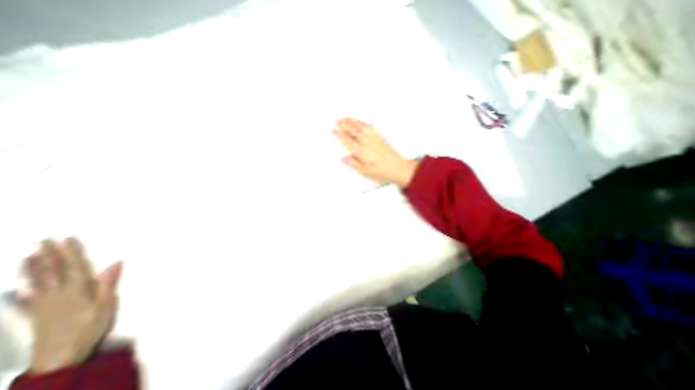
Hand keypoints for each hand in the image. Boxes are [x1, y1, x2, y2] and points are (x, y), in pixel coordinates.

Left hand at [23, 240, 123, 373]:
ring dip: (33, 268)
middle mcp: (57, 294)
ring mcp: (43, 305)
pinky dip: (20, 294)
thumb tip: (116, 262)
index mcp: (77, 290)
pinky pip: (26, 301)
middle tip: (44, 241)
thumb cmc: (89, 327)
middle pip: (53, 271)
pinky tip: (15, 291)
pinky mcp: (36, 315)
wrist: (59, 357)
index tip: (68, 238)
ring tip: (29, 256)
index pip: (75, 266)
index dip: (71, 252)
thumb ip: (108, 283)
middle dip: (50, 255)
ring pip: (37, 283)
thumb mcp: (106, 304)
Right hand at [330, 117, 416, 186]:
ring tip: (345, 118)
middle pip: (352, 131)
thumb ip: (354, 165)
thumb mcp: (366, 172)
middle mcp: (367, 143)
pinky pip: (369, 127)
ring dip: (351, 122)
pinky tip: (360, 122)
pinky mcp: (380, 138)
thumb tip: (345, 159)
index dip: (339, 135)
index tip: (333, 130)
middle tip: (336, 120)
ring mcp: (374, 139)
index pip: (347, 141)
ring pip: (360, 127)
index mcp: (362, 152)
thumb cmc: (383, 171)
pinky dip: (363, 123)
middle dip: (343, 125)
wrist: (398, 168)